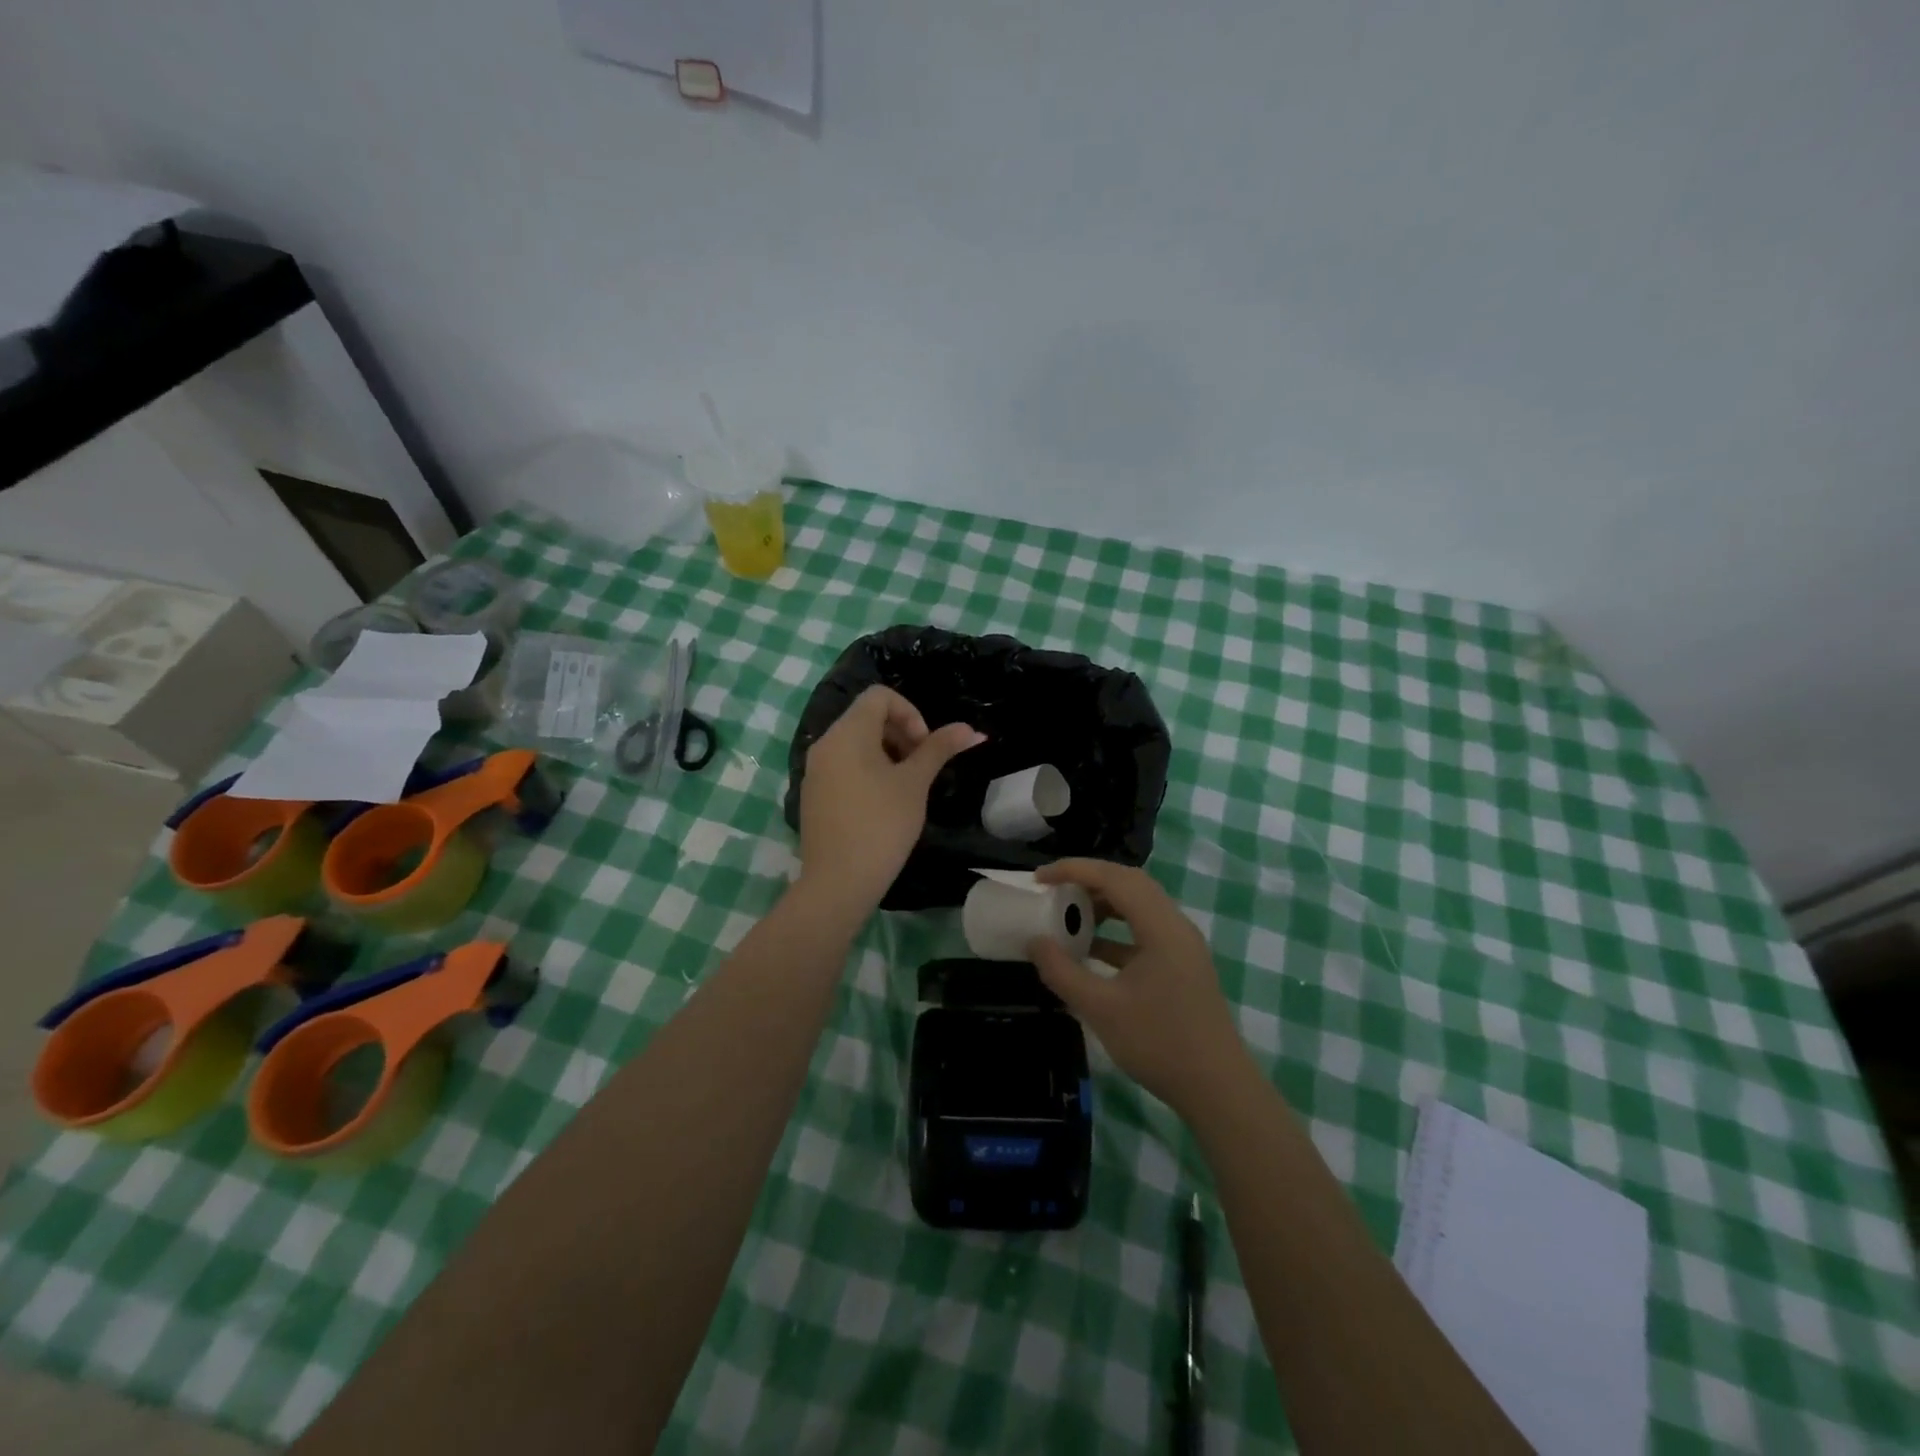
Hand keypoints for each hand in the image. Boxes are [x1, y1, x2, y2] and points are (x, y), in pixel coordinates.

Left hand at [797, 686, 983, 915]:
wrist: (839, 882)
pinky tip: (883, 803)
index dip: (910, 712)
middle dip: (900, 732)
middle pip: (866, 717)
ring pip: (855, 742)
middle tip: (921, 766)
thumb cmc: (882, 825)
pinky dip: (867, 770)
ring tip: (906, 786)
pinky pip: (843, 765)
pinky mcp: (814, 793)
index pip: (879, 696)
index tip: (924, 746)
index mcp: (847, 733)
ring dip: (886, 752)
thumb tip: (971, 730)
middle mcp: (825, 743)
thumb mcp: (915, 783)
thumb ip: (939, 749)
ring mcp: (815, 770)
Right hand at [1027, 859, 1252, 1117]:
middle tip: (1053, 889)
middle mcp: (1176, 926)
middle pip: (1130, 884)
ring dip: (1103, 904)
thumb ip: (1063, 972)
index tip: (1039, 879)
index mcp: (1162, 927)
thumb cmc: (1160, 1044)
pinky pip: (1144, 931)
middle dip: (1088, 880)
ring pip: (1138, 906)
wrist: (1218, 1090)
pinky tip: (1090, 949)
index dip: (1074, 870)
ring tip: (1068, 914)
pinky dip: (1115, 931)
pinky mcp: (1181, 965)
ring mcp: (1182, 946)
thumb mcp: (1102, 1009)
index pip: (1115, 878)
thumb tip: (1035, 942)